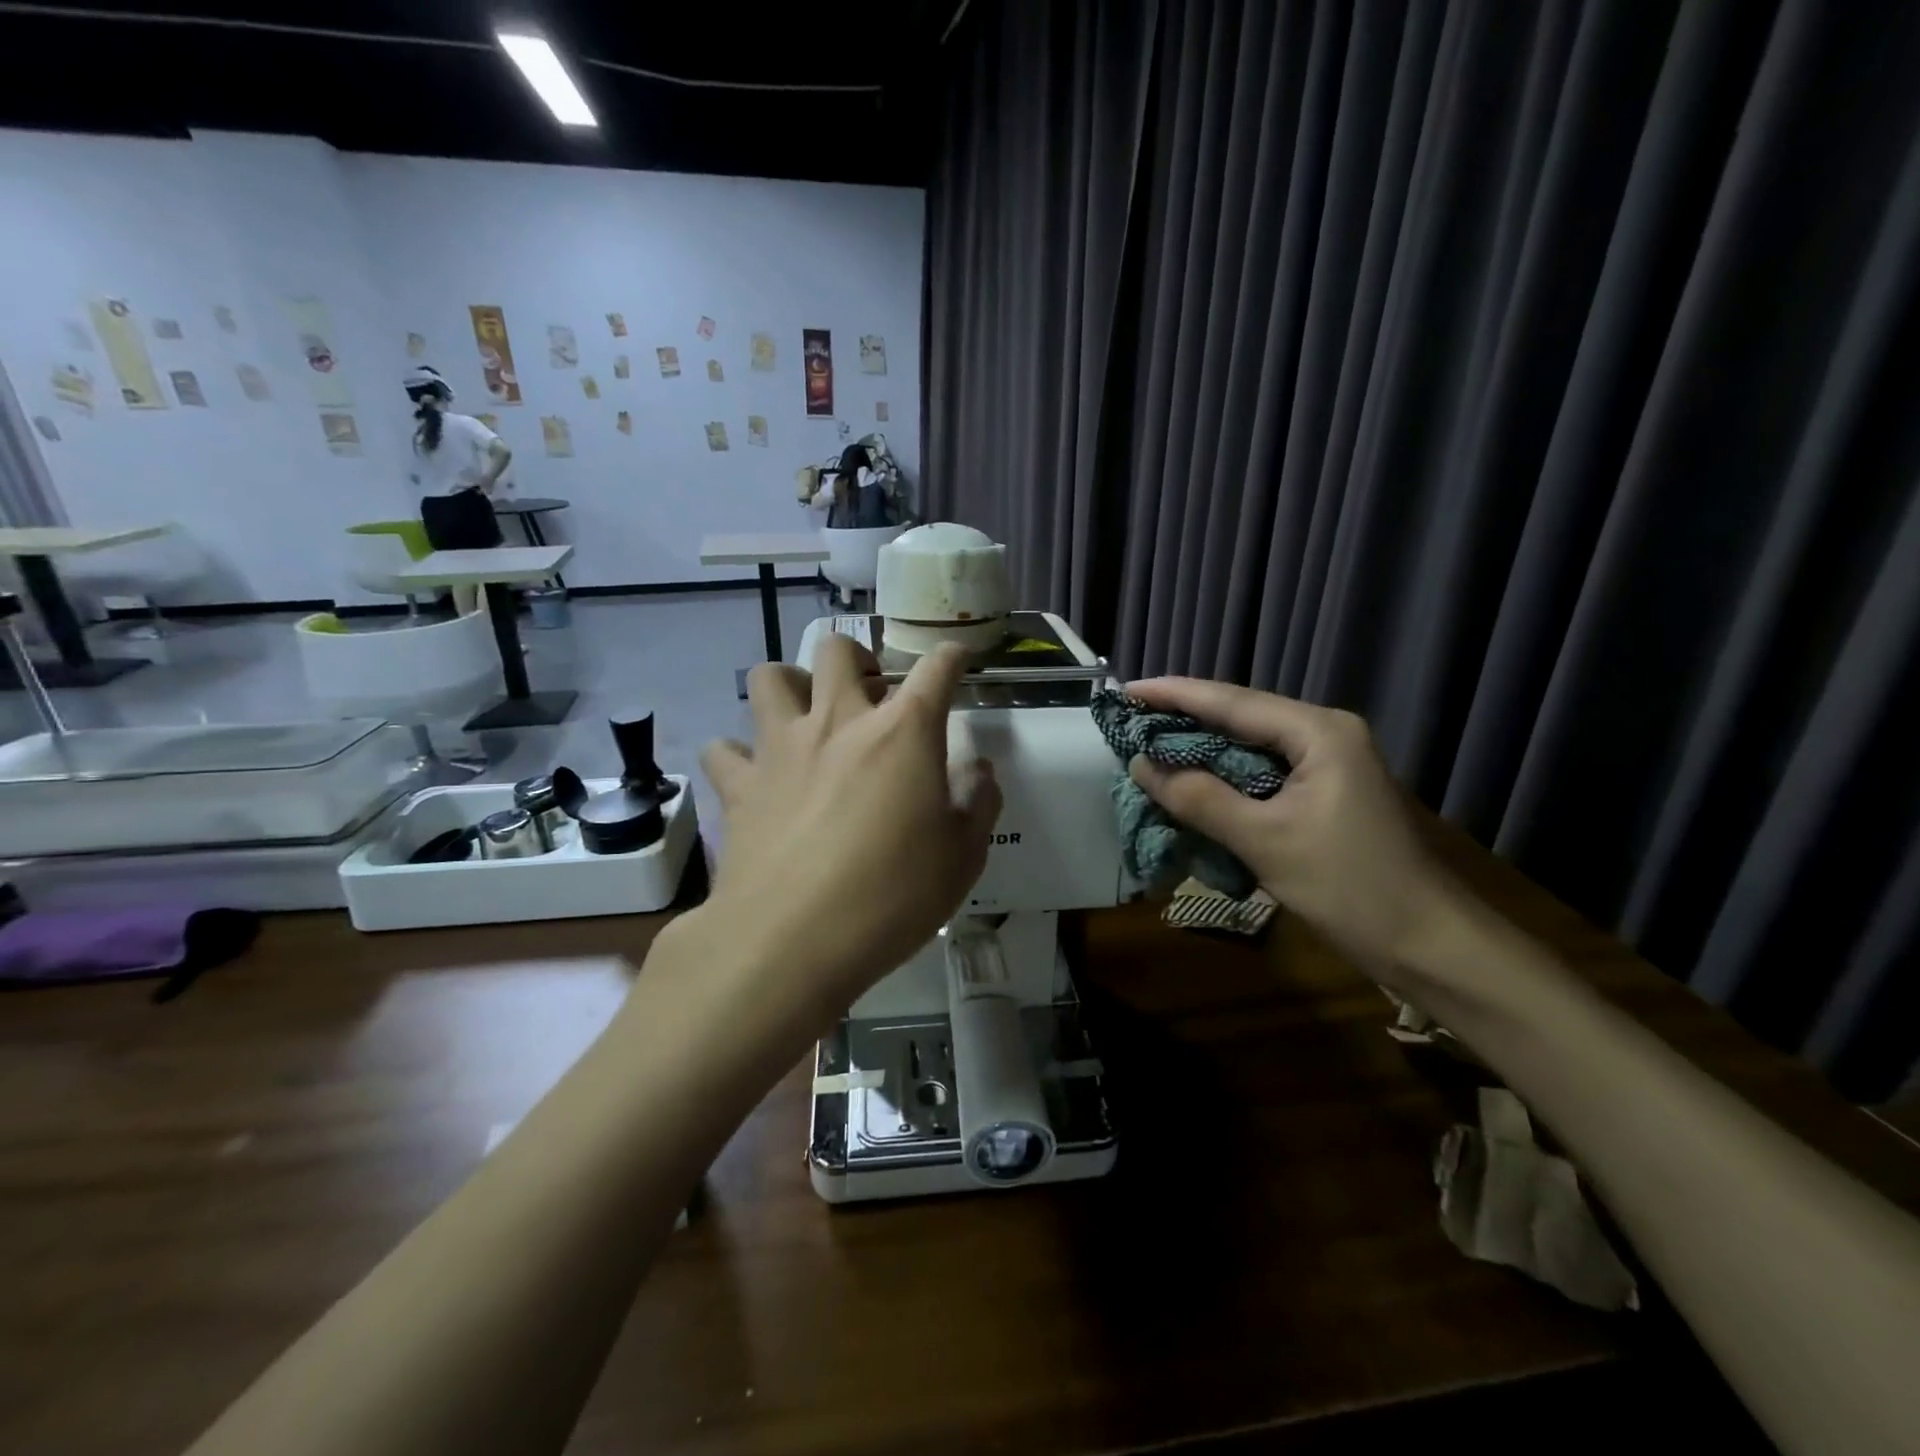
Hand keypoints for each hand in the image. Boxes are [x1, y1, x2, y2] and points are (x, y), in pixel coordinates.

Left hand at [699, 637, 1001, 1014]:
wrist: (792, 940)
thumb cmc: (892, 896)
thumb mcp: (963, 856)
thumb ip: (977, 802)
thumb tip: (978, 769)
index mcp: (902, 732)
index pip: (934, 670)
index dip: (951, 658)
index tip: (956, 661)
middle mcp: (838, 722)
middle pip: (838, 650)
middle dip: (858, 658)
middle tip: (869, 695)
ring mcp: (780, 748)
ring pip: (770, 678)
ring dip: (791, 685)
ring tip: (805, 716)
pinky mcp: (739, 785)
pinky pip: (725, 749)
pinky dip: (739, 754)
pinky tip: (756, 776)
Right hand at [1125, 678, 1457, 975]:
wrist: (1429, 944)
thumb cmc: (1351, 887)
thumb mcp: (1265, 841)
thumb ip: (1200, 798)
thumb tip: (1142, 765)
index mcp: (1318, 732)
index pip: (1231, 702)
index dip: (1174, 694)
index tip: (1126, 690)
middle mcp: (1324, 735)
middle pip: (1240, 717)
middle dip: (1183, 719)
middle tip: (1129, 721)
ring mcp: (1327, 765)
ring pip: (1249, 747)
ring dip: (1201, 750)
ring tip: (1148, 746)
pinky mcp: (1324, 794)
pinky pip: (1261, 774)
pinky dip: (1223, 778)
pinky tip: (1191, 783)